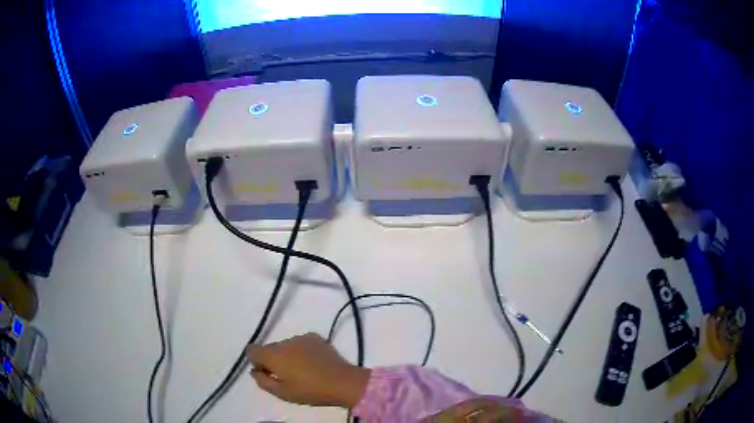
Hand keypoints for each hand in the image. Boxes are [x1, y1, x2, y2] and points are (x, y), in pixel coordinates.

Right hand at [247, 333, 370, 407]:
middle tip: (287, 377)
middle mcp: (284, 341)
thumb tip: (255, 371)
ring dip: (288, 356)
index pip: (251, 349)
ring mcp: (301, 337)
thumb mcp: (282, 393)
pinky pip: (300, 343)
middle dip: (273, 360)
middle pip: (269, 348)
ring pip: (286, 346)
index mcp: (273, 354)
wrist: (343, 382)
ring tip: (303, 371)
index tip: (267, 373)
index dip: (256, 362)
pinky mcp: (316, 337)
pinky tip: (313, 364)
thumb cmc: (310, 391)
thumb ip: (263, 381)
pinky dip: (302, 351)